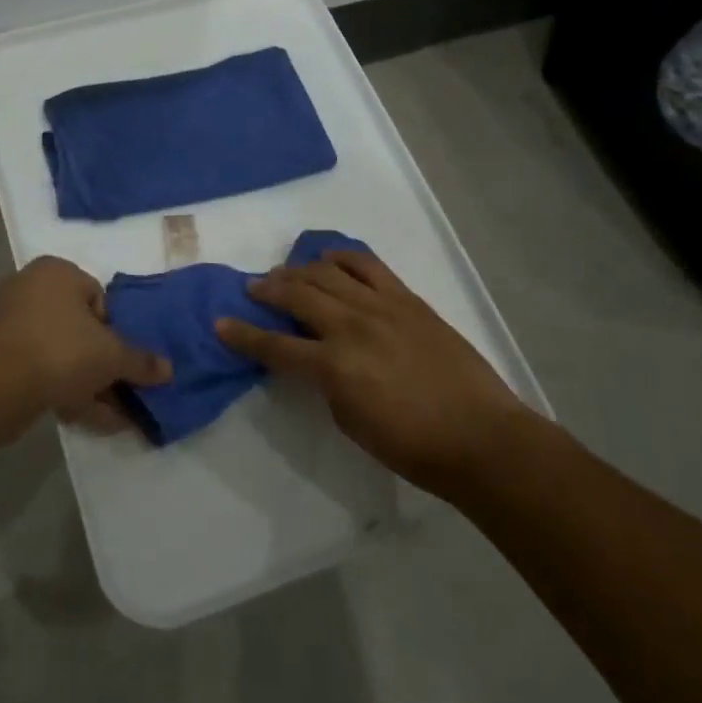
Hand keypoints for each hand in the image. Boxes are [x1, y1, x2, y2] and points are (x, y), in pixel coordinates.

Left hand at [0, 256, 170, 432]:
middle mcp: (30, 289)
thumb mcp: (112, 356)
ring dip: (88, 382)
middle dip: (102, 362)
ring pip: (61, 353)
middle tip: (122, 389)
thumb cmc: (60, 350)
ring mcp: (9, 324)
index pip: (98, 297)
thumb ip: (140, 361)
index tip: (121, 358)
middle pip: (79, 328)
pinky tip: (91, 419)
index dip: (115, 330)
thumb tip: (168, 369)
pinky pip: (41, 371)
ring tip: (114, 413)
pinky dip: (65, 391)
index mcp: (57, 272)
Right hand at [216, 251, 529, 495]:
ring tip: (286, 272)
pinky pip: (368, 265)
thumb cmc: (412, 446)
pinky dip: (342, 256)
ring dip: (298, 269)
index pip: (274, 346)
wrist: (481, 437)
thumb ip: (325, 383)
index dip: (242, 335)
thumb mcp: (350, 422)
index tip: (220, 324)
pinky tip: (328, 257)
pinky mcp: (407, 299)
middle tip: (252, 288)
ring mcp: (381, 306)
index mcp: (333, 366)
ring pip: (327, 272)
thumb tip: (314, 358)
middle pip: (296, 295)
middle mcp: (351, 326)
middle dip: (266, 289)